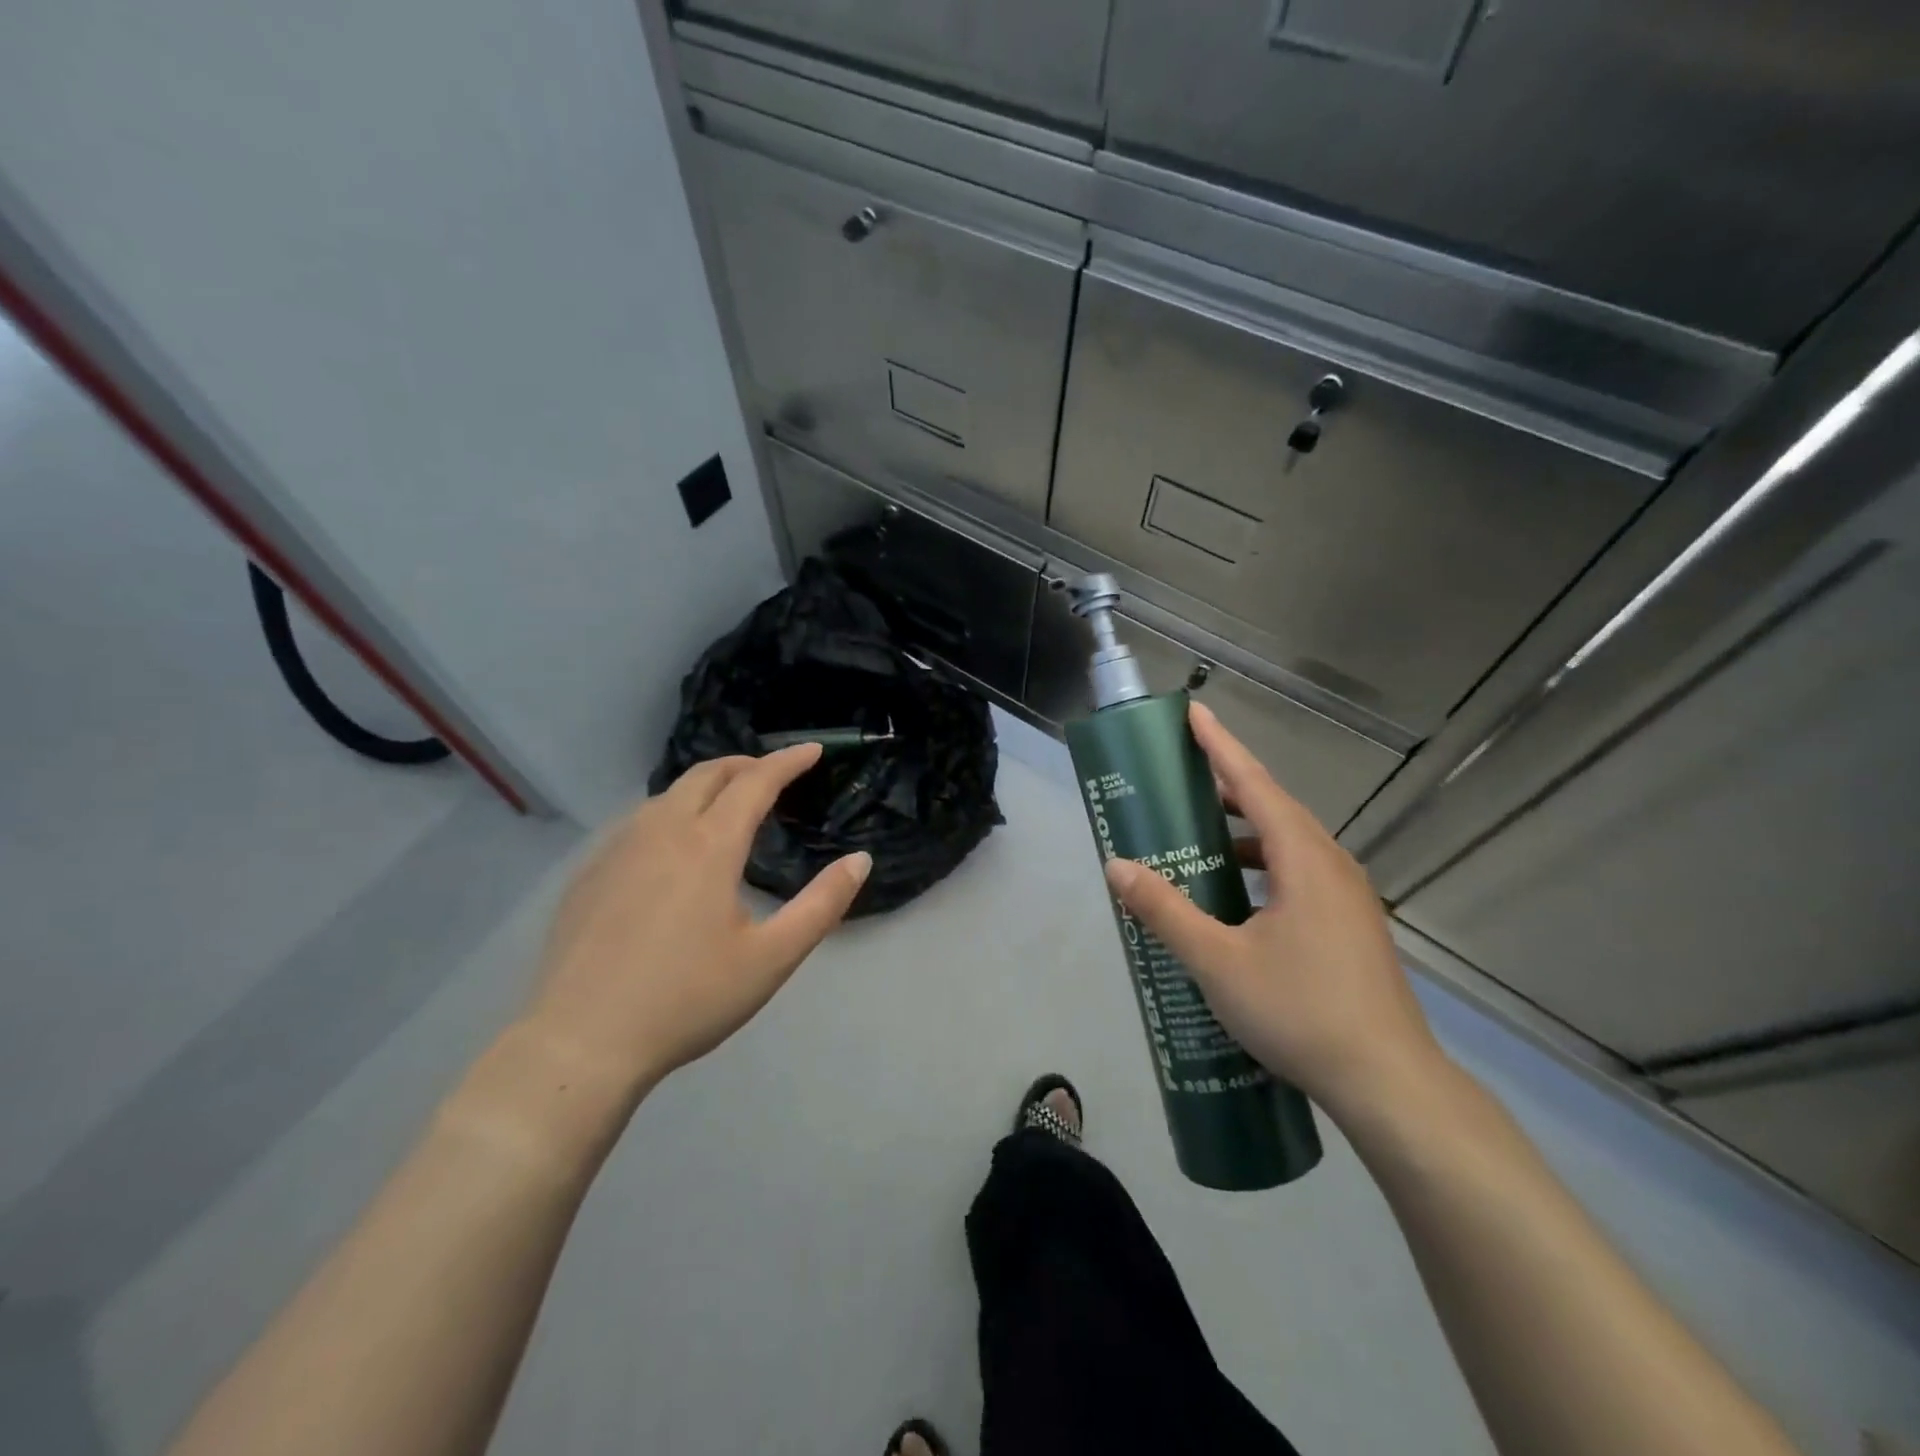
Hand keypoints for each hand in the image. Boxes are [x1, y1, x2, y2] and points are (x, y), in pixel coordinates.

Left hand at [523, 745, 870, 1098]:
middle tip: (773, 773)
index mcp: (709, 845)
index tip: (812, 750)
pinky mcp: (589, 872)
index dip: (787, 762)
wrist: (581, 1042)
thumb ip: (822, 904)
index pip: (755, 782)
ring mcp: (617, 848)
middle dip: (746, 763)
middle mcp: (661, 831)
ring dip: (707, 786)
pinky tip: (673, 848)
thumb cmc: (687, 1000)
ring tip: (728, 805)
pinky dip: (671, 812)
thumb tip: (860, 860)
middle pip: (707, 773)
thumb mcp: (771, 958)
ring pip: (668, 794)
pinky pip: (638, 821)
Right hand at [1103, 701, 1444, 1123]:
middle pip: (1275, 808)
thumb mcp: (1217, 962)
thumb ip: (1165, 911)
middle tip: (1185, 779)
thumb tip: (1118, 866)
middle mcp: (1332, 866)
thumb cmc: (1300, 1012)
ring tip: (1203, 837)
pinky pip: (1301, 873)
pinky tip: (1240, 897)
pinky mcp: (1352, 926)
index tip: (1194, 714)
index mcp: (1304, 860)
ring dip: (1246, 831)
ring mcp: (1349, 897)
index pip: (1255, 784)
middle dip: (1230, 786)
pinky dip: (1264, 865)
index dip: (1221, 747)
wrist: (1389, 1084)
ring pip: (1290, 844)